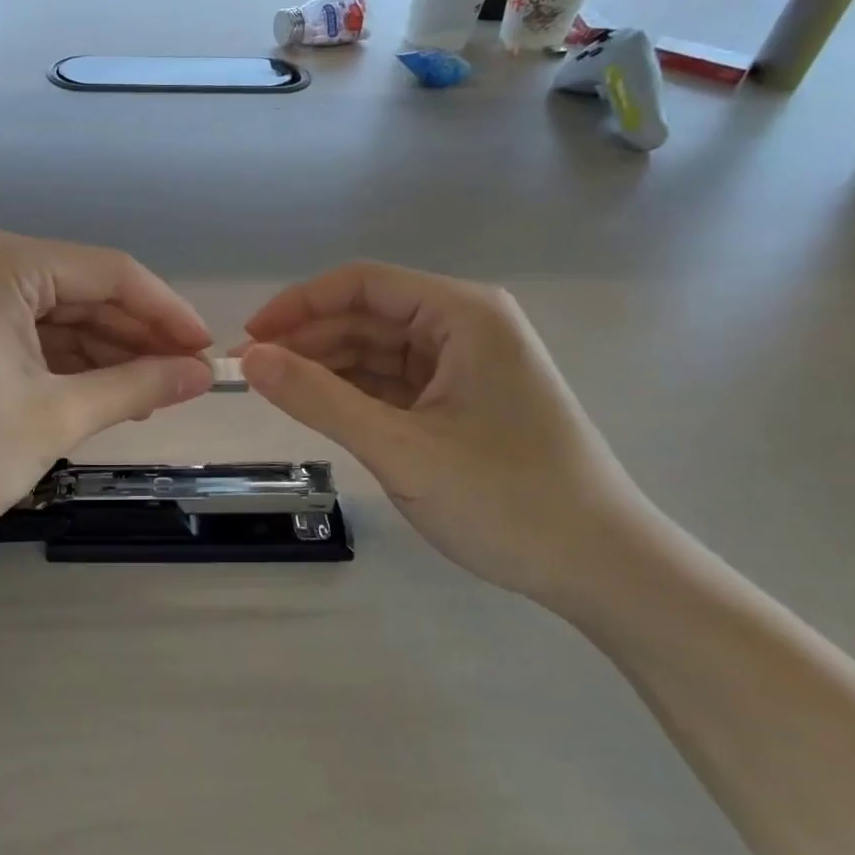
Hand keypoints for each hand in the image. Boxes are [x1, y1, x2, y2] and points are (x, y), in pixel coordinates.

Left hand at [0, 231, 213, 555]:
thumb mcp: (54, 419)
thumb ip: (136, 387)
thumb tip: (201, 374)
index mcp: (1, 262)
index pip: (109, 272)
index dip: (167, 313)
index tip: (207, 352)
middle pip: (81, 291)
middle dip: (136, 337)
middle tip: (185, 381)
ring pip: (53, 316)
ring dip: (103, 353)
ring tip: (151, 395)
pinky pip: (22, 334)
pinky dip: (62, 363)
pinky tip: (101, 393)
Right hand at [238, 264, 661, 610]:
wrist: (605, 571)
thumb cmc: (508, 500)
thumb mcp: (400, 448)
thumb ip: (319, 399)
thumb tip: (249, 361)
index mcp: (462, 315)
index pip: (363, 284)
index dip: (300, 304)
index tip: (250, 338)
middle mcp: (466, 327)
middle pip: (368, 316)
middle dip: (309, 340)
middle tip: (252, 374)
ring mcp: (467, 366)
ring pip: (378, 351)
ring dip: (327, 368)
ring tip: (276, 393)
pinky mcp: (464, 402)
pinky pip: (395, 383)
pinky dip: (355, 393)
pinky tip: (320, 408)